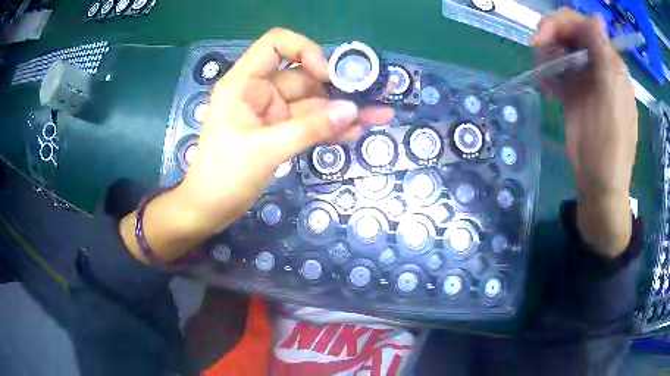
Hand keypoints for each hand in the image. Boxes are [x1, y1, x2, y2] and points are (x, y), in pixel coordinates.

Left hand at [120, 28, 393, 262]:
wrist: (209, 210)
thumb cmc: (223, 177)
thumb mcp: (265, 150)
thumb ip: (309, 129)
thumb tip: (352, 110)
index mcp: (244, 83)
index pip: (275, 45)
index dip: (304, 51)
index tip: (326, 75)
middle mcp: (259, 91)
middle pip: (303, 76)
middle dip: (337, 87)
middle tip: (373, 96)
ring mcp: (271, 113)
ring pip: (311, 103)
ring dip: (342, 110)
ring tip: (378, 116)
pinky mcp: (279, 132)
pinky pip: (309, 124)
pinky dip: (330, 128)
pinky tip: (357, 131)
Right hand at [534, 11, 637, 257]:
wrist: (599, 182)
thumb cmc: (608, 145)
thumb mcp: (610, 98)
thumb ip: (604, 57)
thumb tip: (597, 17)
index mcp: (610, 63)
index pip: (583, 25)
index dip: (560, 23)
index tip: (542, 39)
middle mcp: (598, 65)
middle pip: (569, 33)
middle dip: (551, 38)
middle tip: (539, 56)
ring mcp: (585, 78)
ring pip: (560, 49)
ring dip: (548, 57)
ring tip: (546, 79)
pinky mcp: (575, 92)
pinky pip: (558, 70)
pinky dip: (549, 74)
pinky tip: (550, 90)